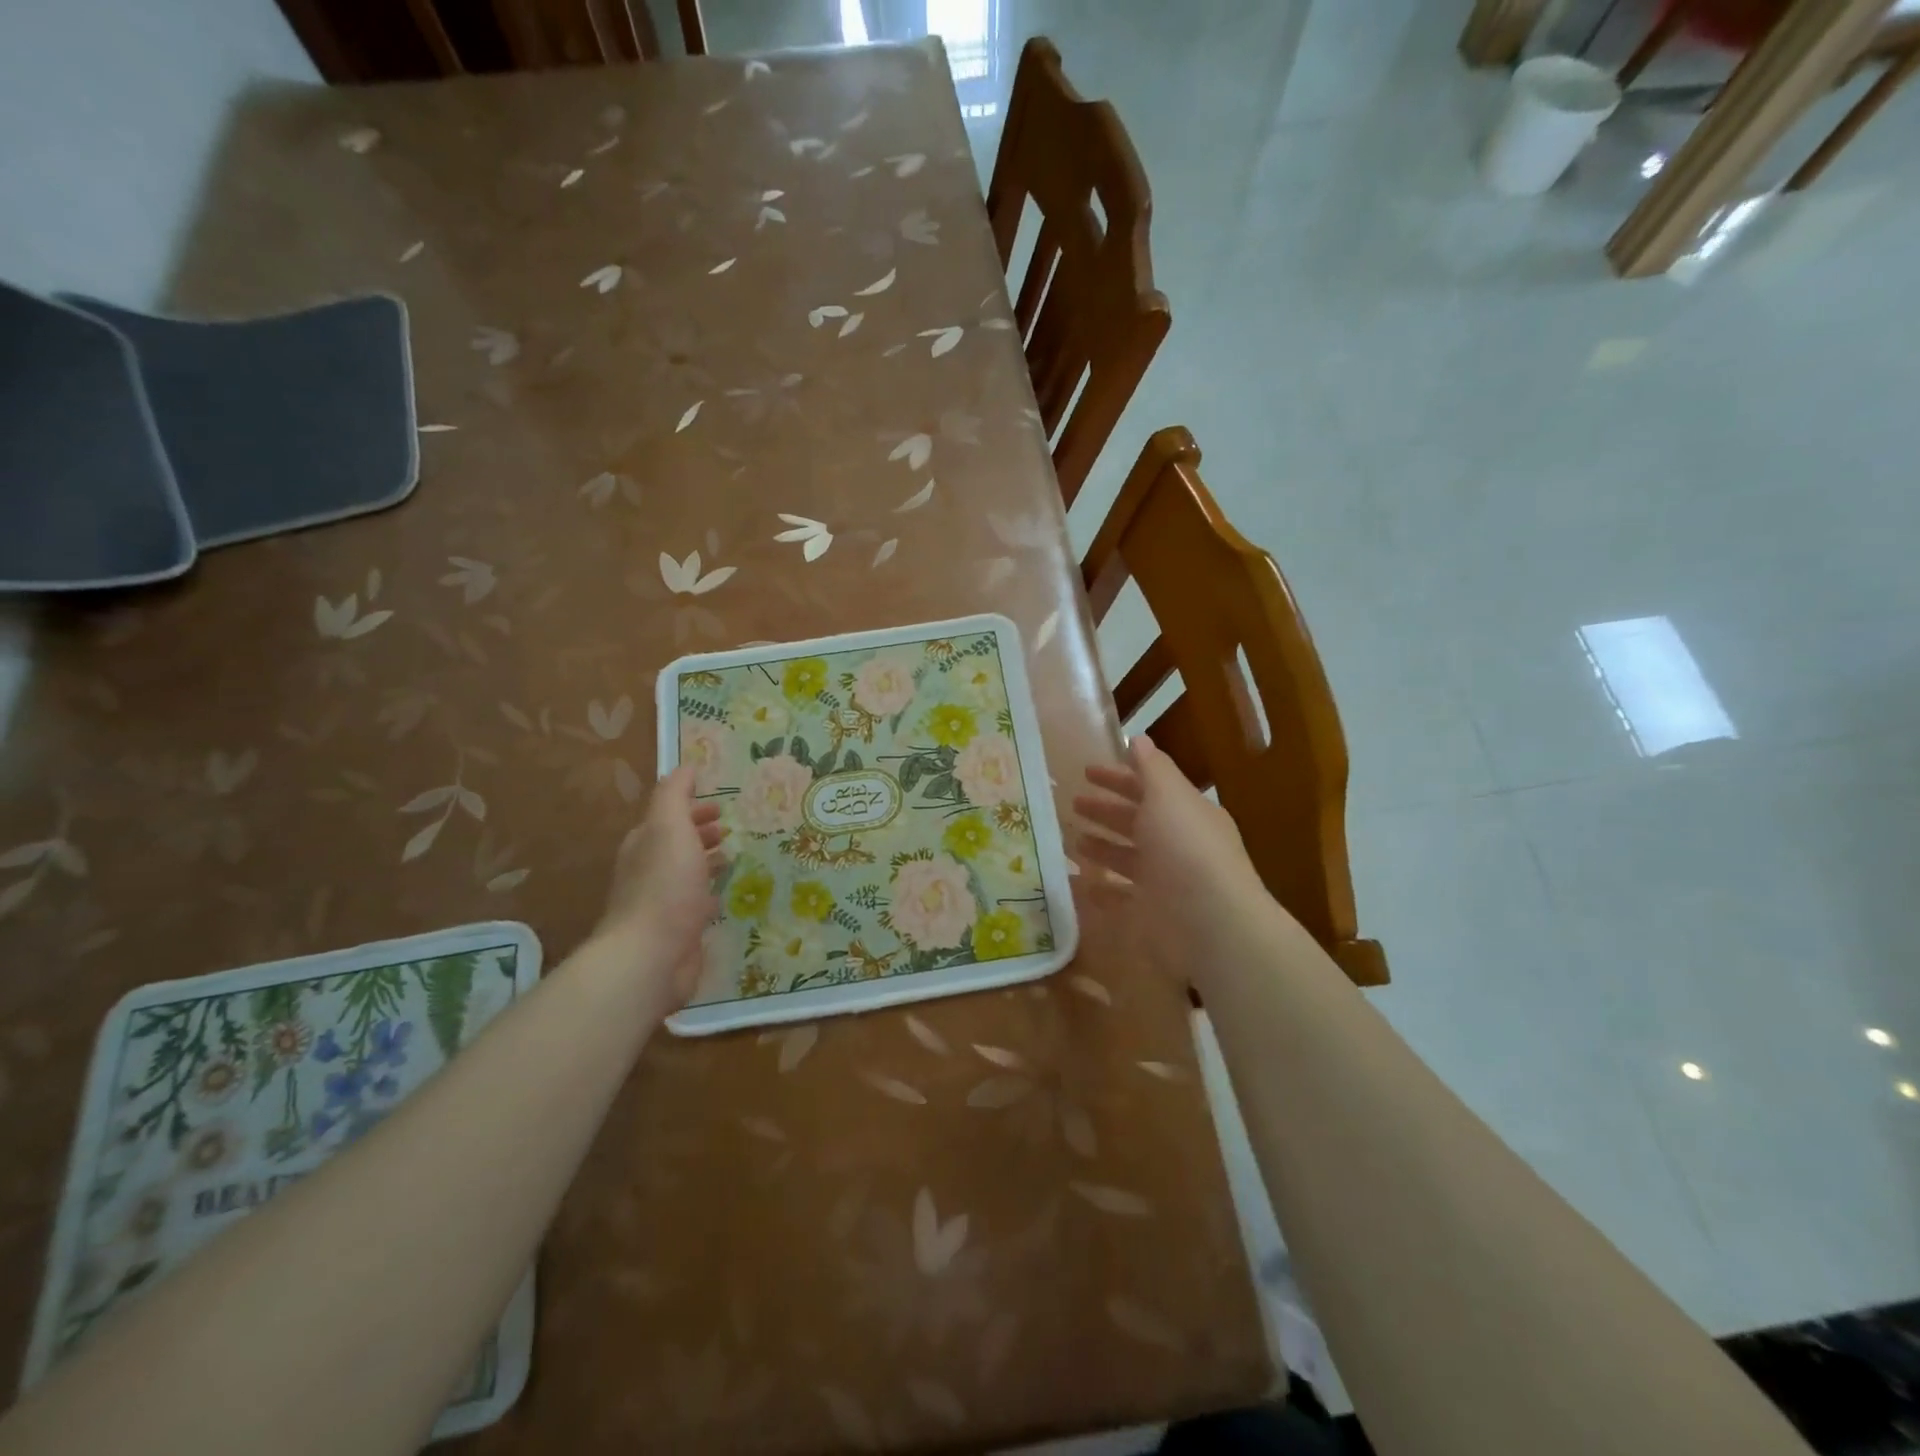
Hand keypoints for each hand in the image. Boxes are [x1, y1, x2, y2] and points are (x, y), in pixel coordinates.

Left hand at [596, 766, 726, 1005]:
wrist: (651, 956)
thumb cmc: (664, 886)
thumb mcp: (669, 827)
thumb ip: (674, 795)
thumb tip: (684, 766)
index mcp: (645, 844)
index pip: (668, 817)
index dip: (692, 808)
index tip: (721, 804)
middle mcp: (649, 872)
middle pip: (676, 845)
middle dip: (700, 833)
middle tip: (730, 828)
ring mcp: (662, 904)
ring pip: (686, 875)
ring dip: (706, 863)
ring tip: (732, 859)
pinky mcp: (677, 933)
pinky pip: (695, 906)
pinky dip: (709, 896)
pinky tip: (724, 899)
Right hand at [1072, 735, 1276, 973]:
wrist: (1210, 924)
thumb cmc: (1186, 850)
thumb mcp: (1169, 796)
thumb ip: (1152, 768)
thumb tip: (1138, 739)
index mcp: (1186, 813)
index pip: (1148, 787)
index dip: (1118, 777)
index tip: (1085, 771)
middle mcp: (1177, 845)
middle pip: (1136, 821)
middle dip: (1105, 810)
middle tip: (1071, 803)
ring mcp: (1164, 881)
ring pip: (1126, 858)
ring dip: (1100, 846)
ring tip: (1070, 839)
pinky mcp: (1151, 914)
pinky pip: (1119, 896)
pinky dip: (1099, 888)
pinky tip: (1076, 882)